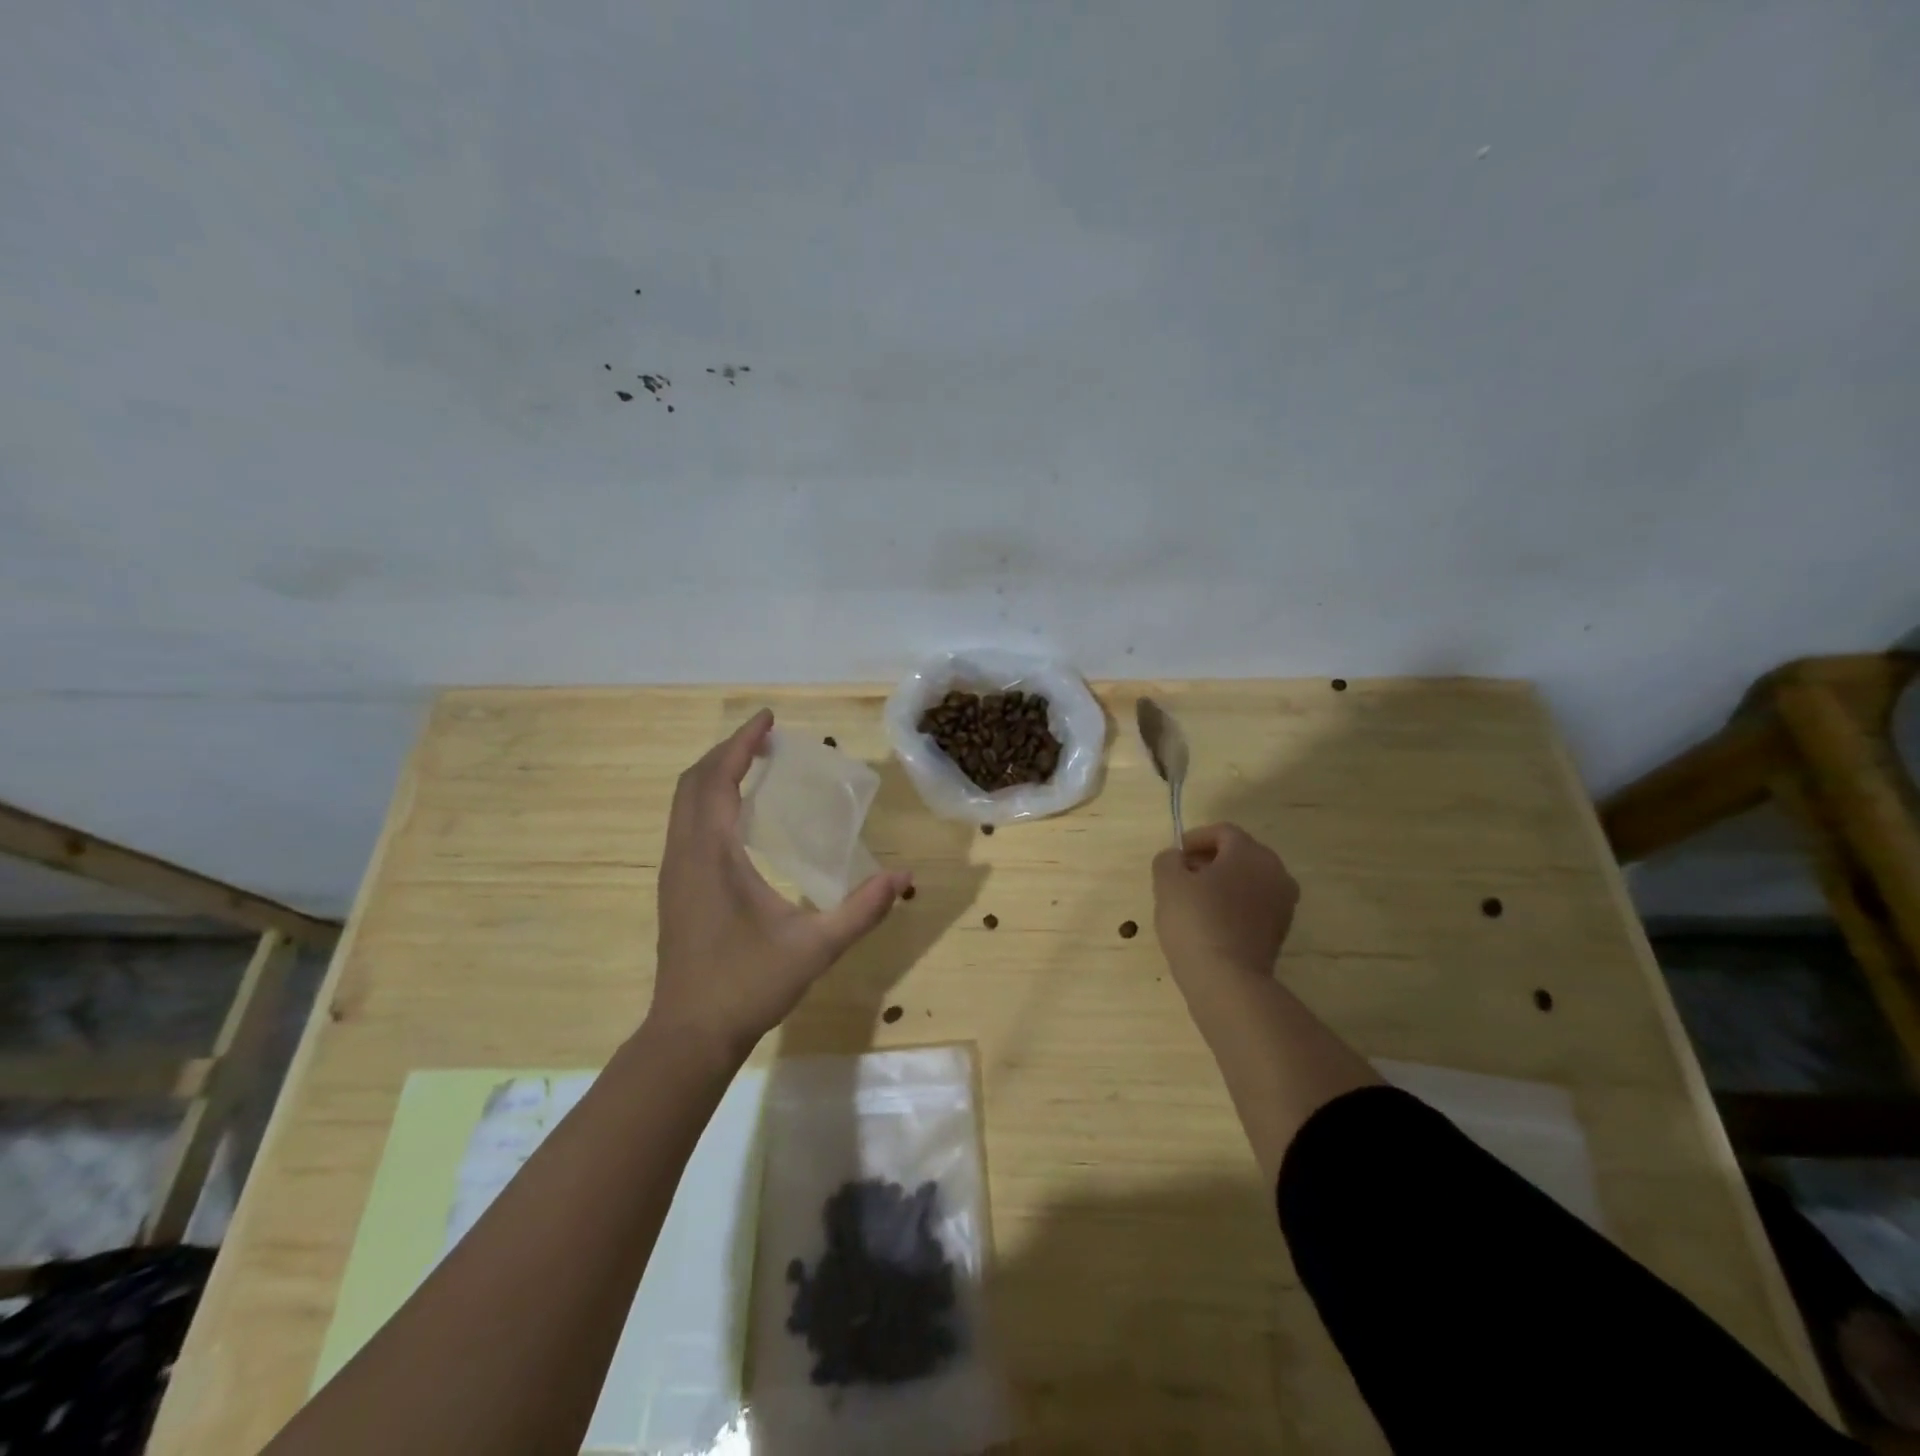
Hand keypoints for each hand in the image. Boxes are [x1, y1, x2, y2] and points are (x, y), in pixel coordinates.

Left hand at [650, 709, 911, 1056]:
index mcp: (711, 856)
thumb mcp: (815, 947)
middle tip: (766, 738)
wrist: (690, 1036)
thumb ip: (862, 909)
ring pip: (684, 804)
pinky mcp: (675, 890)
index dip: (741, 744)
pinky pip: (686, 825)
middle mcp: (684, 855)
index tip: (768, 719)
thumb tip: (903, 877)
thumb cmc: (748, 986)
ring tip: (754, 765)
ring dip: (715, 775)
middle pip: (694, 783)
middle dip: (727, 752)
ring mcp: (674, 873)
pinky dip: (709, 801)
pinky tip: (739, 815)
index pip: (717, 780)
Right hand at [1152, 823, 1298, 983]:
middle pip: (1240, 854)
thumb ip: (1168, 860)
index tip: (1175, 855)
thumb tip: (1177, 858)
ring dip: (1223, 883)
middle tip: (1182, 875)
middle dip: (1210, 860)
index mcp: (1250, 853)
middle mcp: (1275, 872)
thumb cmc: (1196, 921)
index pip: (1223, 832)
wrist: (1228, 980)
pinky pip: (1254, 905)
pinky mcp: (1280, 931)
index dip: (1195, 838)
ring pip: (1248, 880)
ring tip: (1194, 900)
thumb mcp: (1167, 882)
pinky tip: (1210, 921)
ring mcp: (1283, 903)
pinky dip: (1234, 904)